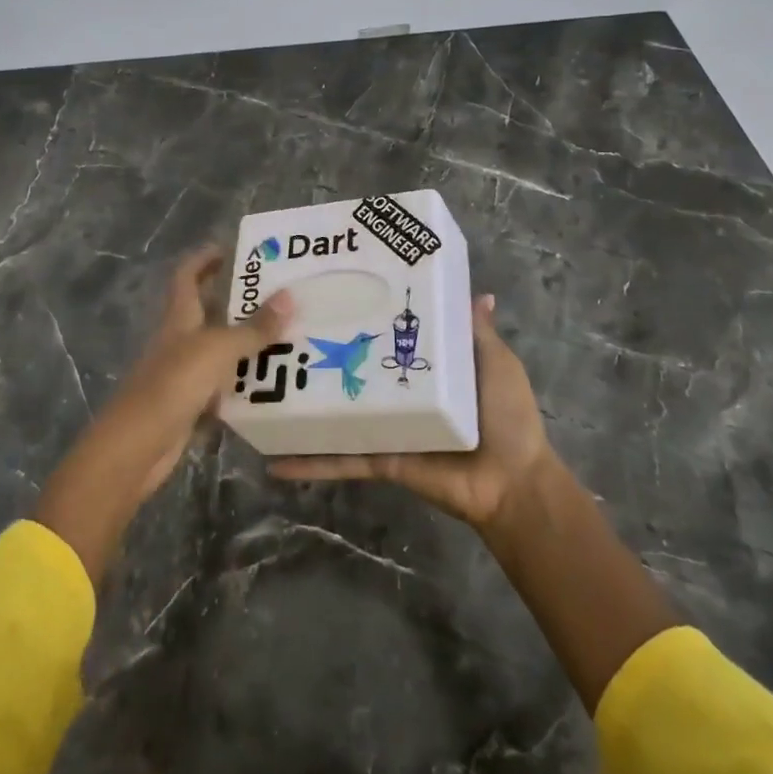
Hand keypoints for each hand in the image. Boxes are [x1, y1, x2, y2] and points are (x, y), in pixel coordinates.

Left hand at [36, 246, 290, 583]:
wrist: (135, 448)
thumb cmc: (172, 385)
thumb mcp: (218, 351)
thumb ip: (254, 328)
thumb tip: (290, 296)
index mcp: (178, 317)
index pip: (188, 275)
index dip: (205, 258)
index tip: (234, 248)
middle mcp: (179, 339)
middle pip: (206, 310)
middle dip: (237, 299)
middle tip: (278, 293)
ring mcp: (183, 373)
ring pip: (219, 348)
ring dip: (246, 341)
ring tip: (288, 333)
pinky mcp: (190, 404)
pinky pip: (223, 384)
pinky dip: (244, 381)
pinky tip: (273, 382)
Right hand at [271, 293, 555, 529]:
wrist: (513, 483)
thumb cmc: (507, 416)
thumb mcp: (495, 364)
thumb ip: (478, 334)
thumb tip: (481, 294)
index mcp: (422, 368)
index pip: (386, 335)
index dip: (362, 314)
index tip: (331, 290)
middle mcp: (398, 394)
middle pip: (352, 370)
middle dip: (320, 354)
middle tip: (279, 330)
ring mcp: (384, 427)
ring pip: (335, 414)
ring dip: (302, 407)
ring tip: (259, 388)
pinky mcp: (379, 459)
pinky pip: (340, 459)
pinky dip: (308, 462)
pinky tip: (273, 459)